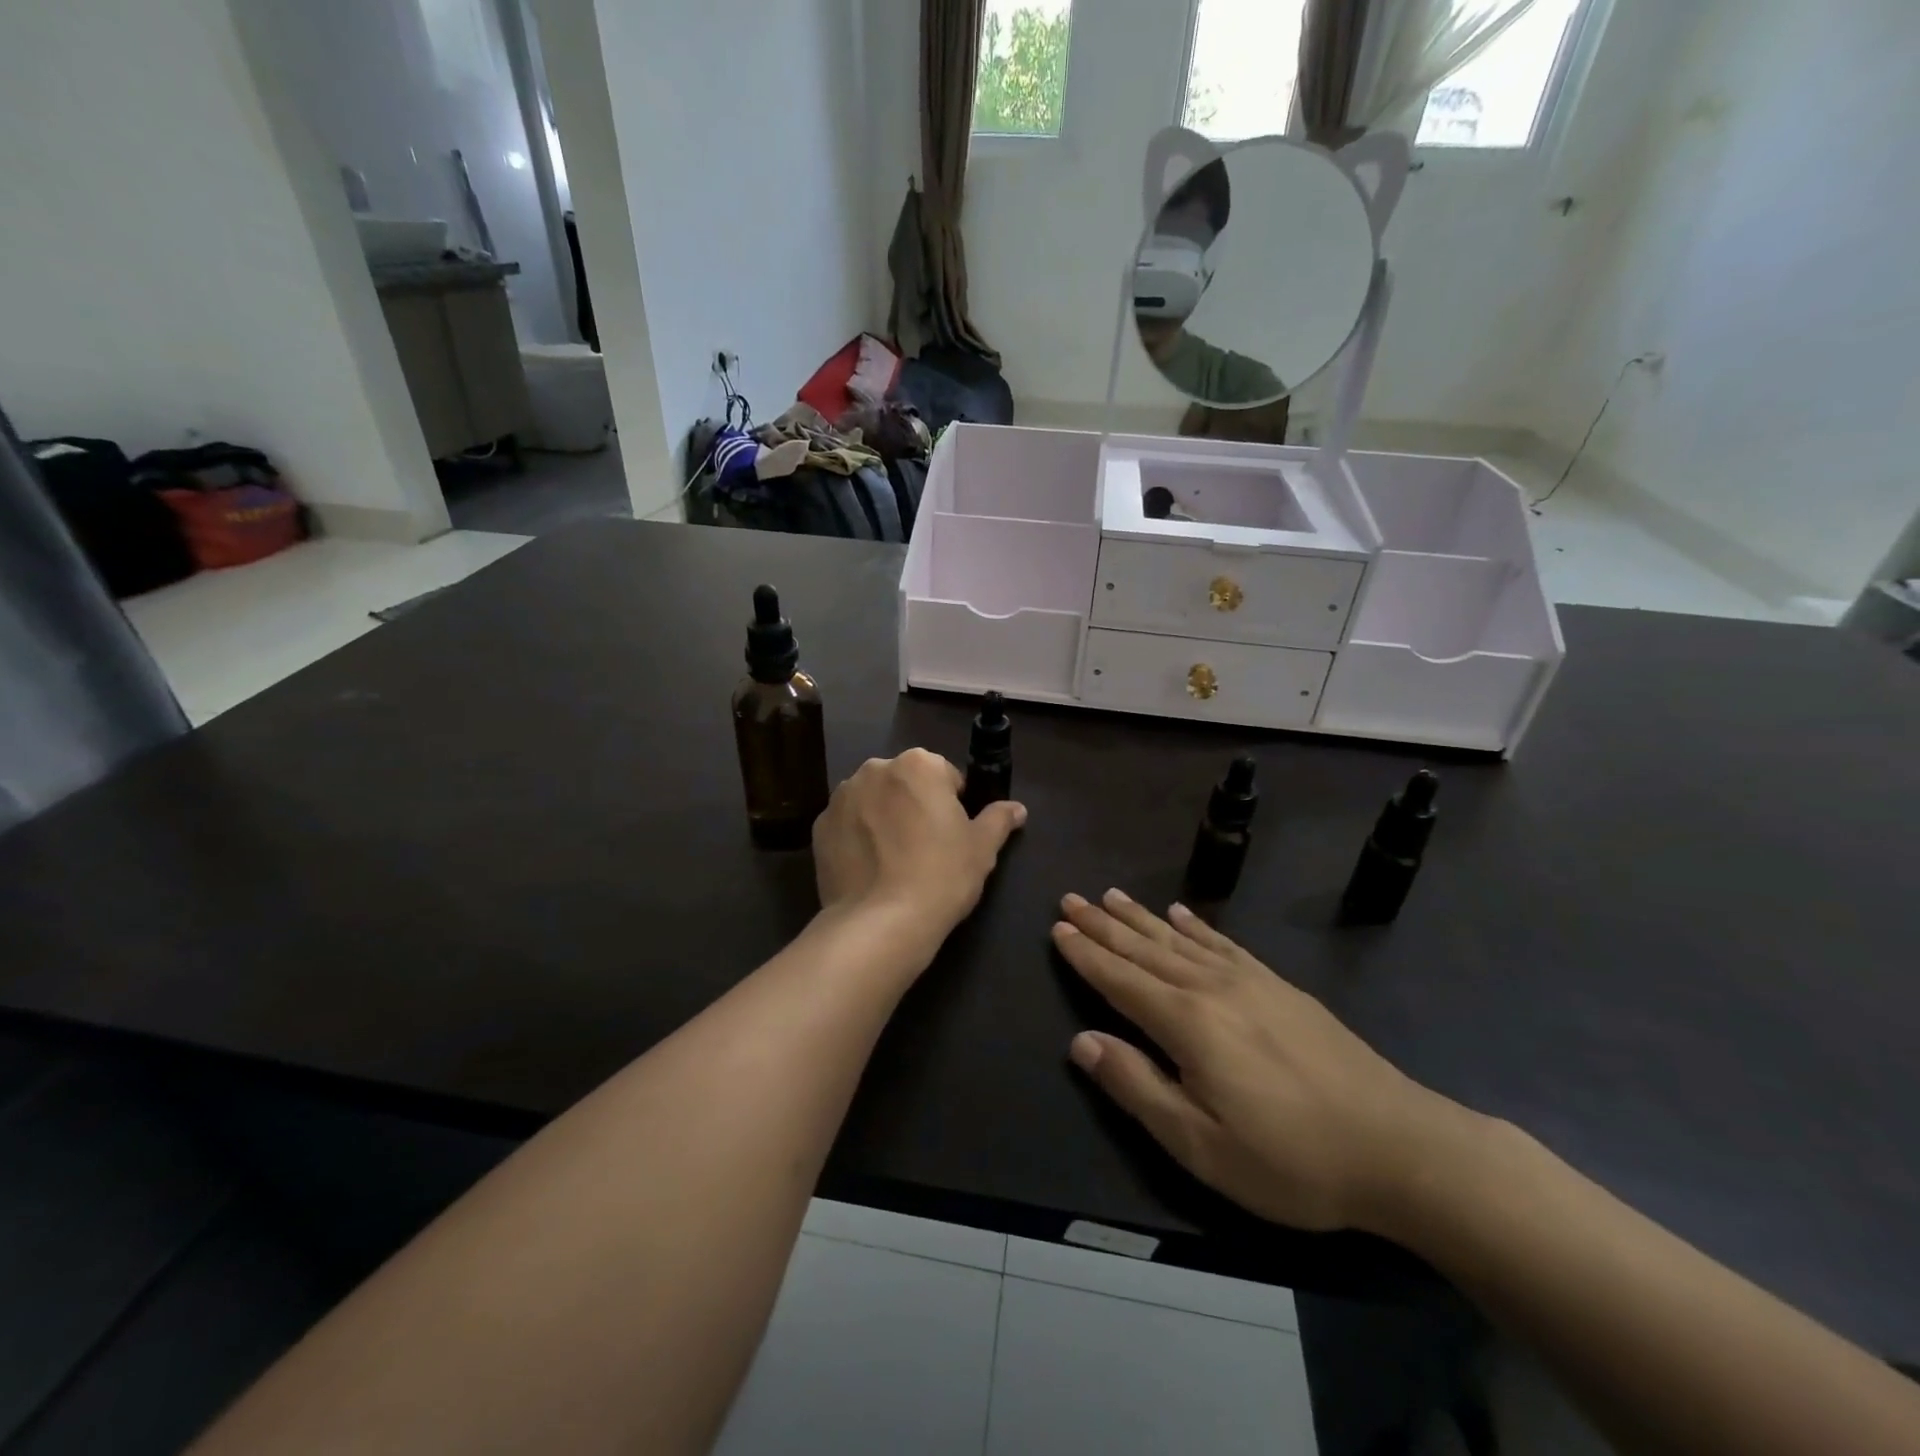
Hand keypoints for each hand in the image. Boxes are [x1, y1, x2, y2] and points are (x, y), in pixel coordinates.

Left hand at [814, 749, 1026, 938]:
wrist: (880, 922)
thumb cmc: (941, 876)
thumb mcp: (982, 849)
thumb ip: (999, 819)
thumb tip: (1017, 808)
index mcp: (918, 764)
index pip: (945, 775)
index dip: (953, 805)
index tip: (953, 835)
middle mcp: (875, 769)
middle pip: (904, 783)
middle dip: (914, 806)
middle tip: (926, 849)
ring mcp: (841, 797)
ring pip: (873, 801)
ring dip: (884, 818)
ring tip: (894, 862)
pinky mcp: (820, 827)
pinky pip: (848, 825)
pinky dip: (857, 839)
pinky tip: (870, 870)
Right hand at [1052, 889, 1471, 1234]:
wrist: (1398, 1147)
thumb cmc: (1290, 1159)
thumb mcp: (1201, 1144)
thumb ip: (1137, 1087)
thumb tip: (1082, 1041)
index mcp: (1186, 1023)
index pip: (1120, 979)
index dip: (1085, 954)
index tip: (1057, 927)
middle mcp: (1210, 987)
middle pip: (1144, 949)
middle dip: (1103, 924)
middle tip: (1071, 897)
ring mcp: (1249, 981)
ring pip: (1178, 938)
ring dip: (1140, 917)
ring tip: (1110, 895)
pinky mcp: (1278, 986)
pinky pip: (1223, 943)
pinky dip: (1195, 925)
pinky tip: (1180, 913)